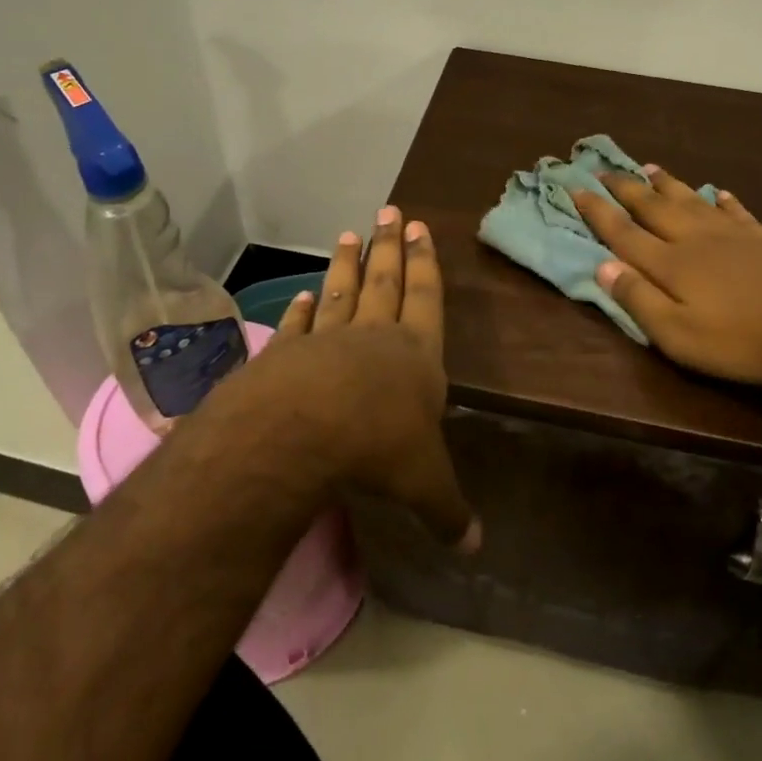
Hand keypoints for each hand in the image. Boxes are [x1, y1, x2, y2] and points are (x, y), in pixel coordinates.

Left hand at [211, 207, 479, 551]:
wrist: (300, 434)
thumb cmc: (378, 447)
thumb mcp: (425, 485)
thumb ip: (449, 511)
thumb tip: (476, 549)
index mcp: (415, 356)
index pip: (425, 298)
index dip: (425, 265)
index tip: (419, 229)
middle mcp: (373, 338)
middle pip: (384, 283)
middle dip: (388, 248)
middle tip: (387, 211)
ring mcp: (325, 342)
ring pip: (340, 294)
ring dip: (345, 266)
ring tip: (347, 235)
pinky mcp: (285, 356)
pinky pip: (297, 326)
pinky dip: (299, 310)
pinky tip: (299, 295)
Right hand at [572, 169, 761, 384]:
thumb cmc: (742, 339)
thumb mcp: (679, 336)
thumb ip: (639, 300)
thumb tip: (603, 266)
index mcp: (670, 263)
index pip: (623, 232)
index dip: (597, 211)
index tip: (575, 188)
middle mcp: (694, 238)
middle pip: (652, 207)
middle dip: (625, 188)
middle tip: (603, 169)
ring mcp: (731, 233)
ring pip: (690, 200)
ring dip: (667, 184)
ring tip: (649, 167)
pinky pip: (735, 210)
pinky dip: (722, 200)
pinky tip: (719, 193)